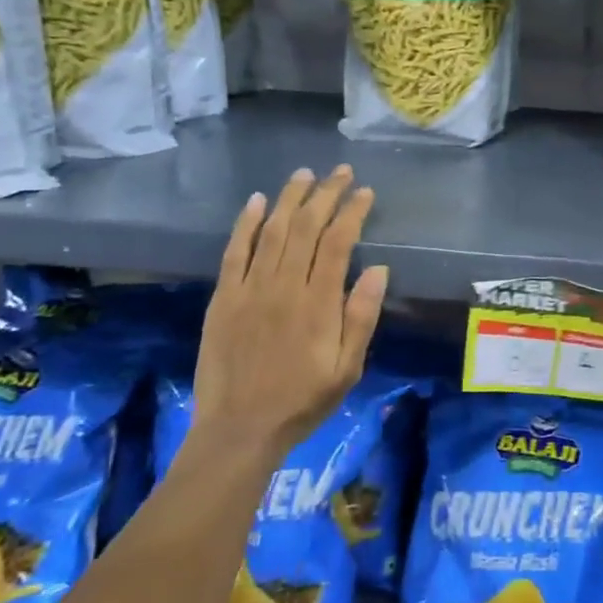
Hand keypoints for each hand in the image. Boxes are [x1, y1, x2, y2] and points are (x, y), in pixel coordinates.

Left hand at [191, 165, 388, 463]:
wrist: (240, 430)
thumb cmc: (302, 401)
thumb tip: (378, 270)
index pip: (338, 242)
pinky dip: (245, 224)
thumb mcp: (347, 368)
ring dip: (289, 198)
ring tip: (304, 175)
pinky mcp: (224, 298)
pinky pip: (235, 252)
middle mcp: (284, 287)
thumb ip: (361, 317)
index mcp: (318, 303)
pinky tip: (256, 201)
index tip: (364, 192)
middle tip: (340, 172)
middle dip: (325, 194)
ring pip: (271, 231)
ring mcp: (250, 290)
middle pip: (305, 227)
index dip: (352, 212)